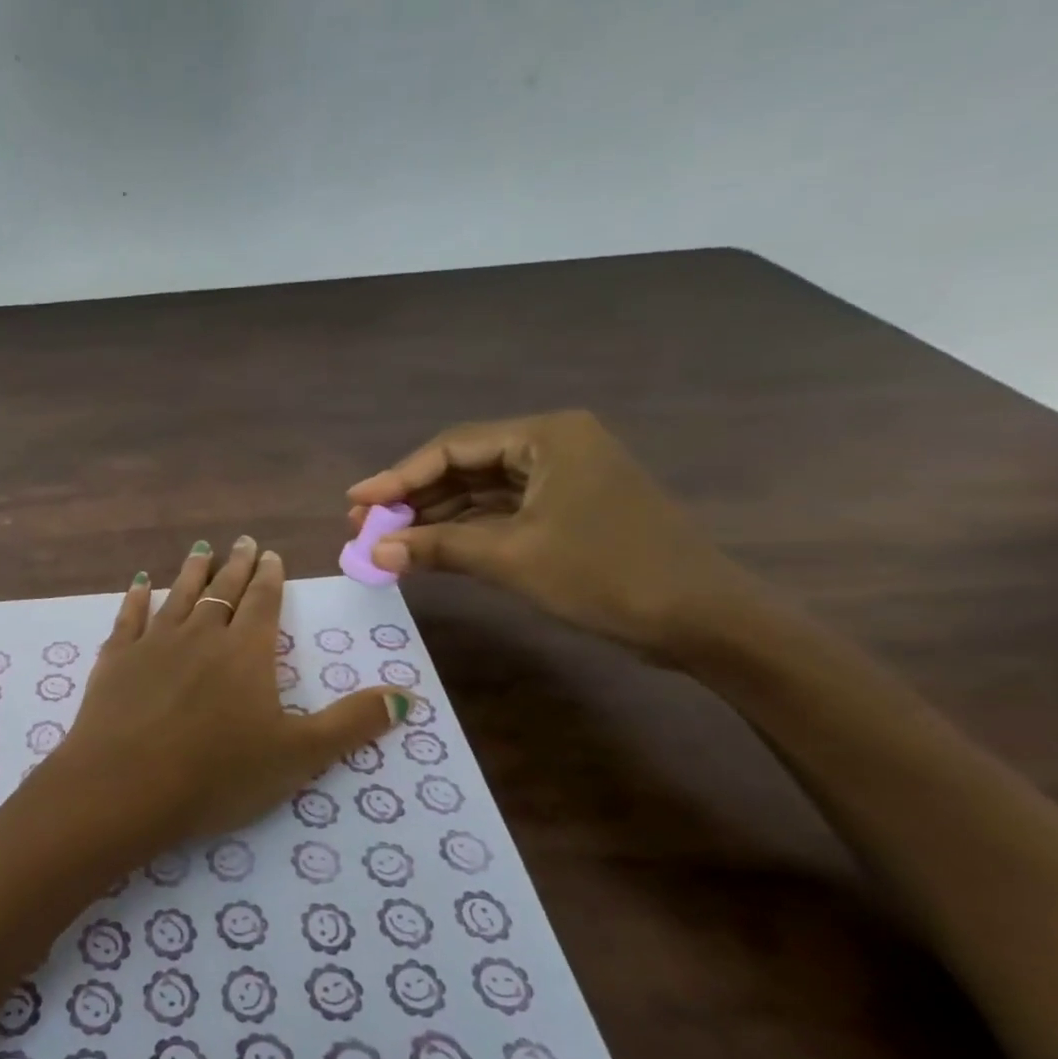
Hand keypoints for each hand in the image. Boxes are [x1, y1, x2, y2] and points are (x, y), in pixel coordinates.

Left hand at [47, 536, 413, 857]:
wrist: (125, 787)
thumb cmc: (217, 774)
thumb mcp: (299, 755)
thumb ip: (352, 723)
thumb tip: (407, 695)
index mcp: (246, 652)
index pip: (263, 603)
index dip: (269, 578)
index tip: (270, 555)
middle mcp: (200, 635)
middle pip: (222, 591)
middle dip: (235, 566)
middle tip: (242, 542)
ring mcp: (153, 643)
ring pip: (177, 595)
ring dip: (190, 571)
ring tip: (200, 549)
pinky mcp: (115, 659)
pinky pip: (128, 617)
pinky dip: (135, 598)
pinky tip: (138, 585)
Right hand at [347, 410, 759, 660]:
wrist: (702, 621)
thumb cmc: (604, 574)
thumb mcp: (510, 558)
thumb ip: (436, 547)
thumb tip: (371, 549)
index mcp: (545, 437)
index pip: (452, 448)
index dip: (397, 476)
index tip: (354, 503)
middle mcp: (552, 447)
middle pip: (462, 467)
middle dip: (412, 498)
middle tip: (363, 526)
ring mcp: (561, 480)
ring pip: (478, 493)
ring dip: (432, 518)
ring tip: (384, 541)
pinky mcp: (566, 513)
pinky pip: (499, 514)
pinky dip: (462, 533)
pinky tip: (426, 551)